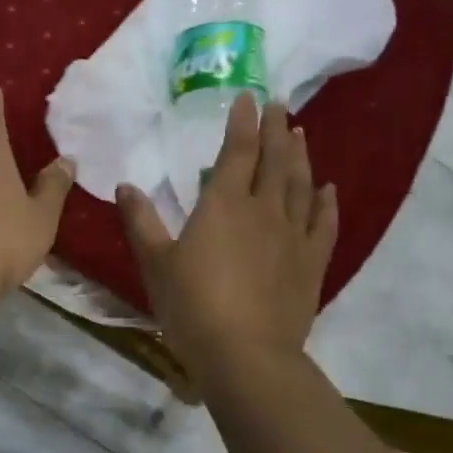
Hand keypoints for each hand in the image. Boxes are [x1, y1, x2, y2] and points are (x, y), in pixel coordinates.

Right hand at [117, 94, 337, 380]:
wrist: (246, 354)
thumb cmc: (192, 306)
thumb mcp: (156, 263)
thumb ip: (141, 222)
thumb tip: (125, 185)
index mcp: (224, 204)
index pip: (238, 151)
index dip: (243, 122)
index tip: (248, 97)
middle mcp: (264, 210)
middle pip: (274, 160)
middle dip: (275, 130)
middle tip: (279, 106)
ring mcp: (293, 235)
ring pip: (301, 185)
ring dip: (300, 156)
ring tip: (300, 133)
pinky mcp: (312, 263)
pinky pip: (324, 224)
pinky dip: (327, 203)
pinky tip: (327, 190)